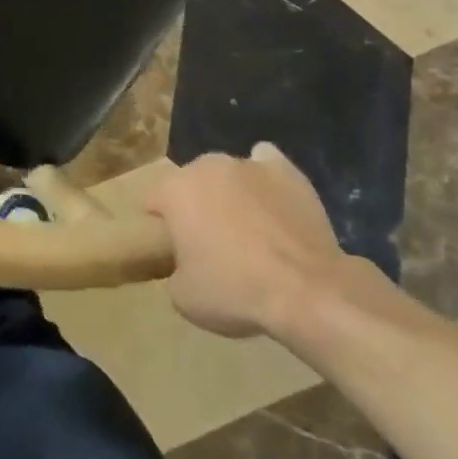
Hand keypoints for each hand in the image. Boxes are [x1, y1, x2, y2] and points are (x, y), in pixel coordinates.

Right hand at [144, 145, 349, 340]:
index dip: (158, 224)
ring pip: (226, 173)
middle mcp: (207, 166)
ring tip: (246, 227)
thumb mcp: (183, 297)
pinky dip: (262, 178)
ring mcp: (248, 164)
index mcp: (176, 190)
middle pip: (190, 182)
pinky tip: (269, 198)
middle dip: (194, 205)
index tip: (170, 248)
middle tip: (209, 241)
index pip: (152, 199)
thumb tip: (185, 261)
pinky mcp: (286, 171)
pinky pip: (265, 162)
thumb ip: (174, 268)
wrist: (306, 290)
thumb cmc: (235, 291)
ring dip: (228, 193)